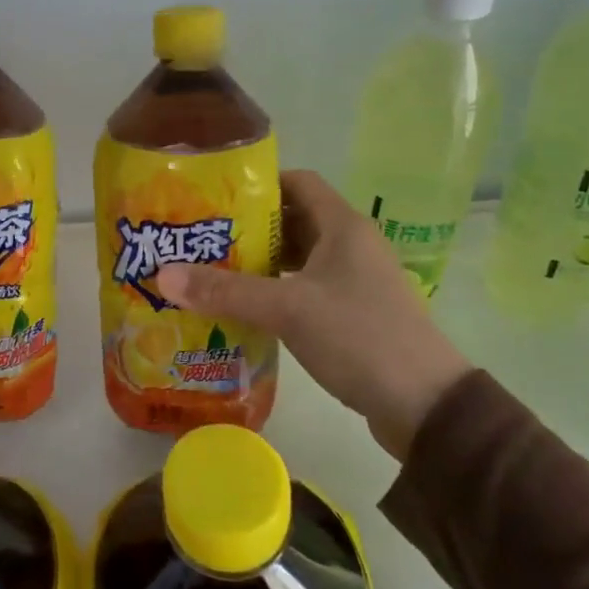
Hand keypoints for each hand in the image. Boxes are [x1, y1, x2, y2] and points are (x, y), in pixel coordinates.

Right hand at [154, 170, 471, 458]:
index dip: (258, 184)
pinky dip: (277, 290)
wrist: (426, 406)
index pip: (297, 182)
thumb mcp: (287, 309)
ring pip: (299, 257)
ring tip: (213, 271)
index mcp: (343, 226)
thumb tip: (162, 274)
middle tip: (202, 237)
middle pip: (293, 219)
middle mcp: (351, 245)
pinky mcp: (354, 313)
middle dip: (248, 227)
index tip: (214, 197)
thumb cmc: (359, 337)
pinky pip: (307, 288)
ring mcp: (355, 280)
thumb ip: (225, 291)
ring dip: (261, 262)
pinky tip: (245, 308)